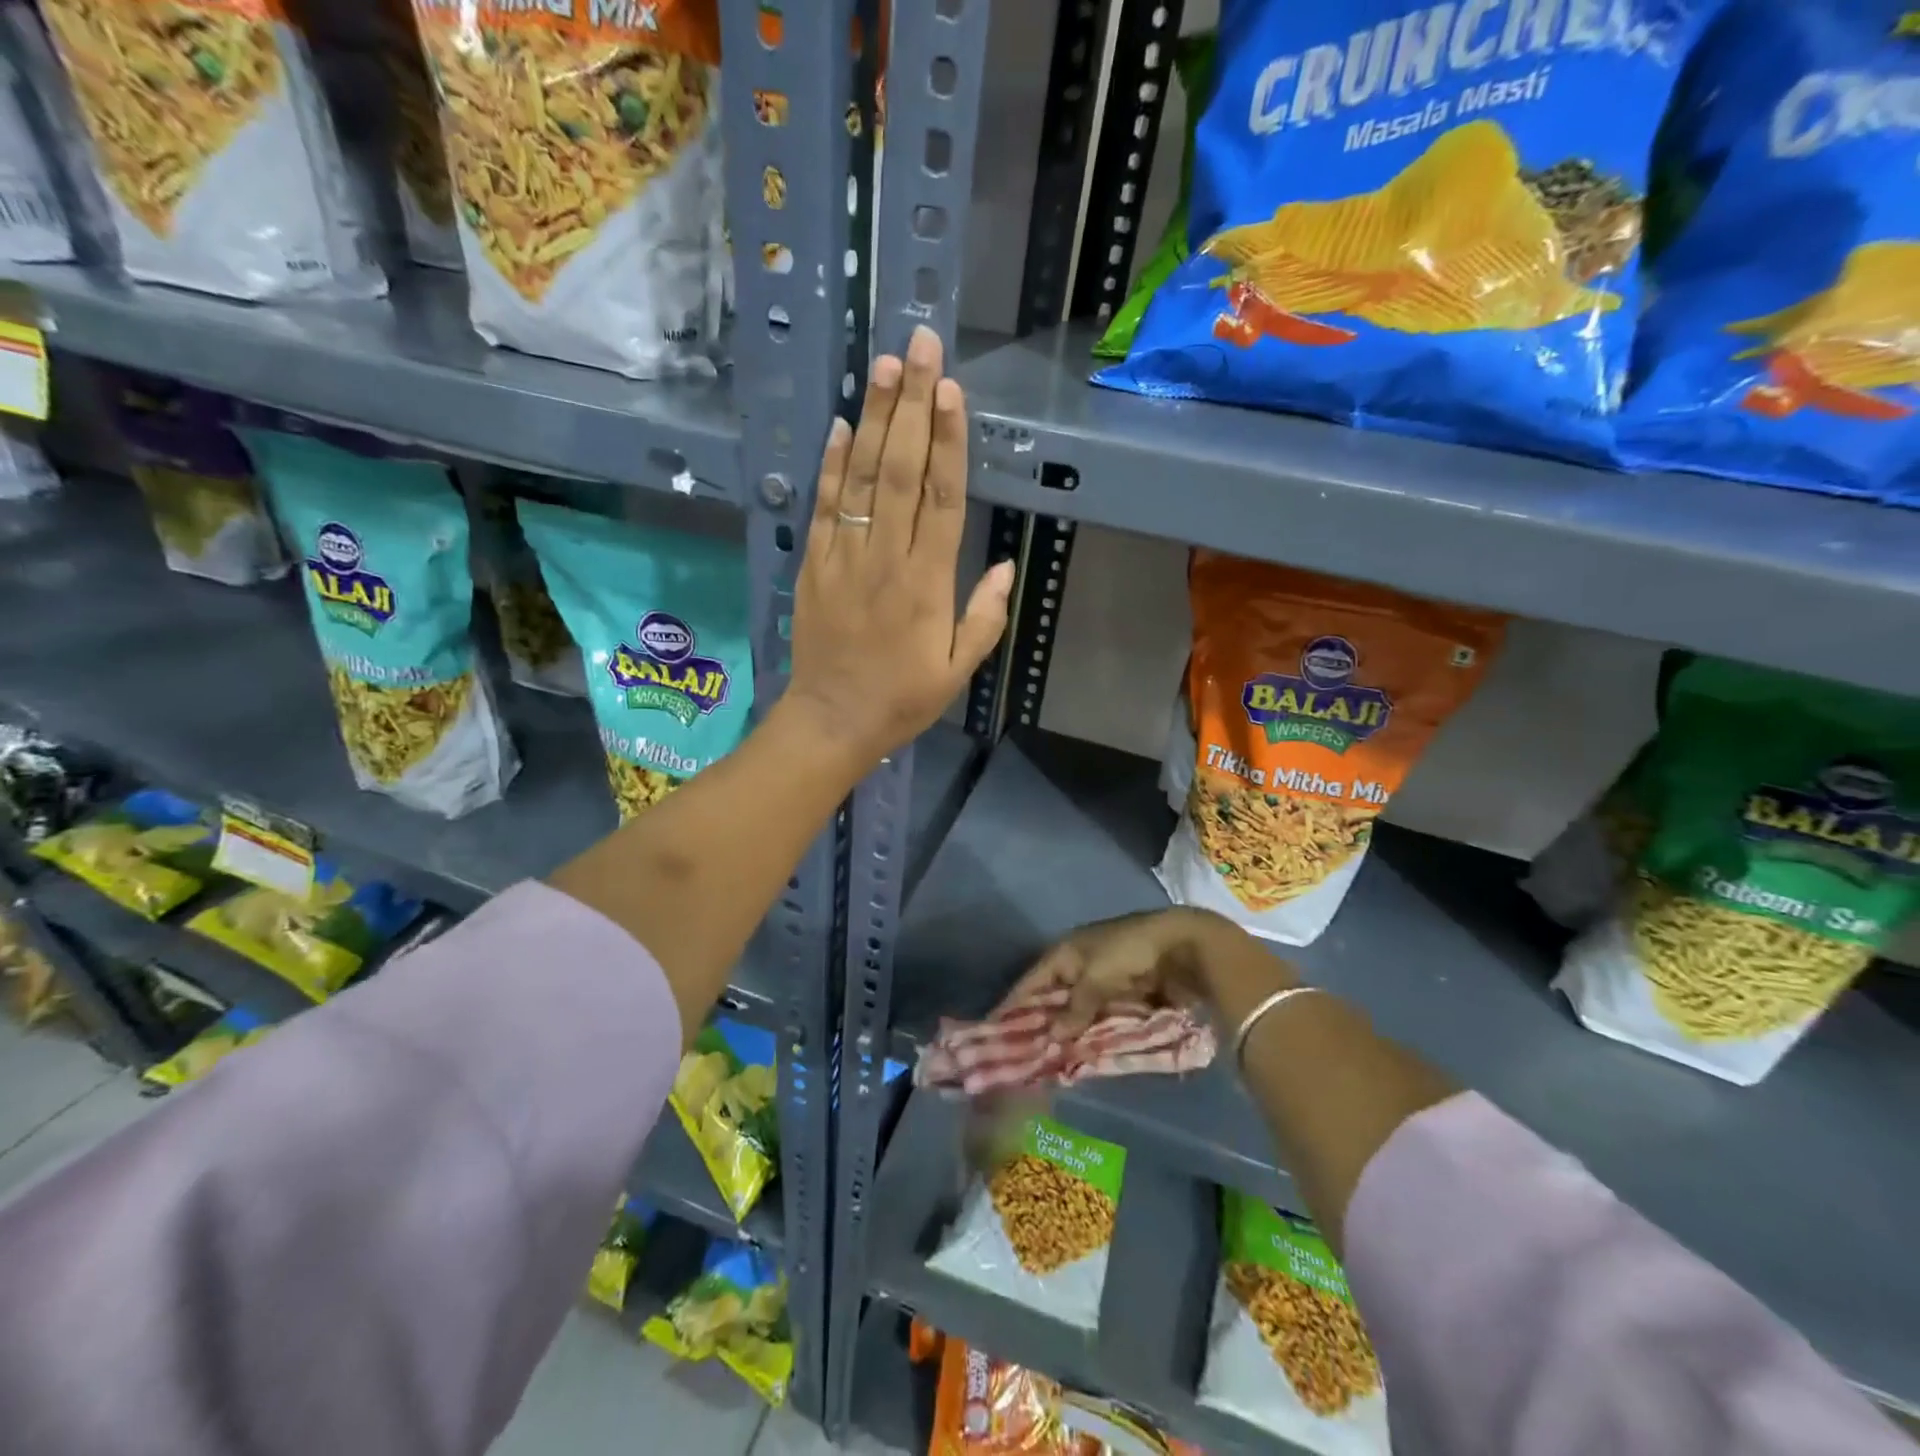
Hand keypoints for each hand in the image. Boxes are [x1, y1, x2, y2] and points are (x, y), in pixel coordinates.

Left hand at [785, 326, 1014, 764]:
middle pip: (900, 471)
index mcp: (927, 584)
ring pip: (860, 478)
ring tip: (883, 366)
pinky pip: (824, 506)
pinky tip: (839, 423)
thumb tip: (1003, 565)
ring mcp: (844, 557)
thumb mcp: (957, 670)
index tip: (951, 390)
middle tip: (919, 346)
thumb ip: (984, 617)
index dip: (948, 441)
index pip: (941, 498)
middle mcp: (886, 558)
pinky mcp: (814, 564)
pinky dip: (830, 464)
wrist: (833, 721)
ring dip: (872, 419)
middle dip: (911, 406)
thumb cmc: (902, 698)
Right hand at [1010, 908, 1301, 1039]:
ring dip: (1069, 1033)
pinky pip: (1101, 1018)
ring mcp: (1104, 981)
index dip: (1016, 1002)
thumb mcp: (1095, 978)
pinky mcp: (1126, 996)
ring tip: (1050, 1063)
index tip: (996, 1028)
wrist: (1182, 946)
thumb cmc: (1129, 953)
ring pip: (1078, 1012)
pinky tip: (1083, 1055)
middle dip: (1042, 1024)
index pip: (1033, 980)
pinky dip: (1093, 1034)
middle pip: (1054, 998)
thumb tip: (1052, 1036)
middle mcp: (1081, 964)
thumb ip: (1074, 1008)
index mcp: (1068, 951)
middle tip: (1024, 1055)